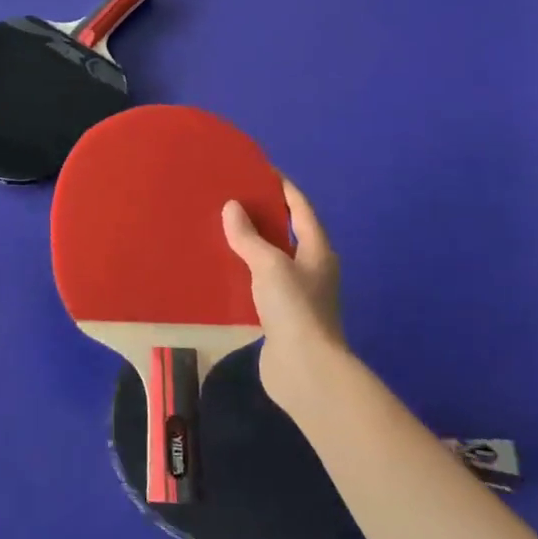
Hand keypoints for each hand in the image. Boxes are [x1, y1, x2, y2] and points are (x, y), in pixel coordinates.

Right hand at [222, 179, 350, 416]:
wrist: (305, 369)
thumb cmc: (294, 308)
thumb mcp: (270, 265)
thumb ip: (249, 236)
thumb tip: (232, 207)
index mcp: (317, 250)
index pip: (300, 207)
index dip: (282, 186)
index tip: (258, 169)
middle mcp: (312, 268)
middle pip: (287, 232)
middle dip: (262, 214)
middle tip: (230, 197)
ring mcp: (297, 293)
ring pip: (271, 258)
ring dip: (250, 244)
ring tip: (219, 228)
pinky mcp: (280, 315)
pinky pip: (259, 283)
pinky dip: (243, 272)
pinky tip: (220, 268)